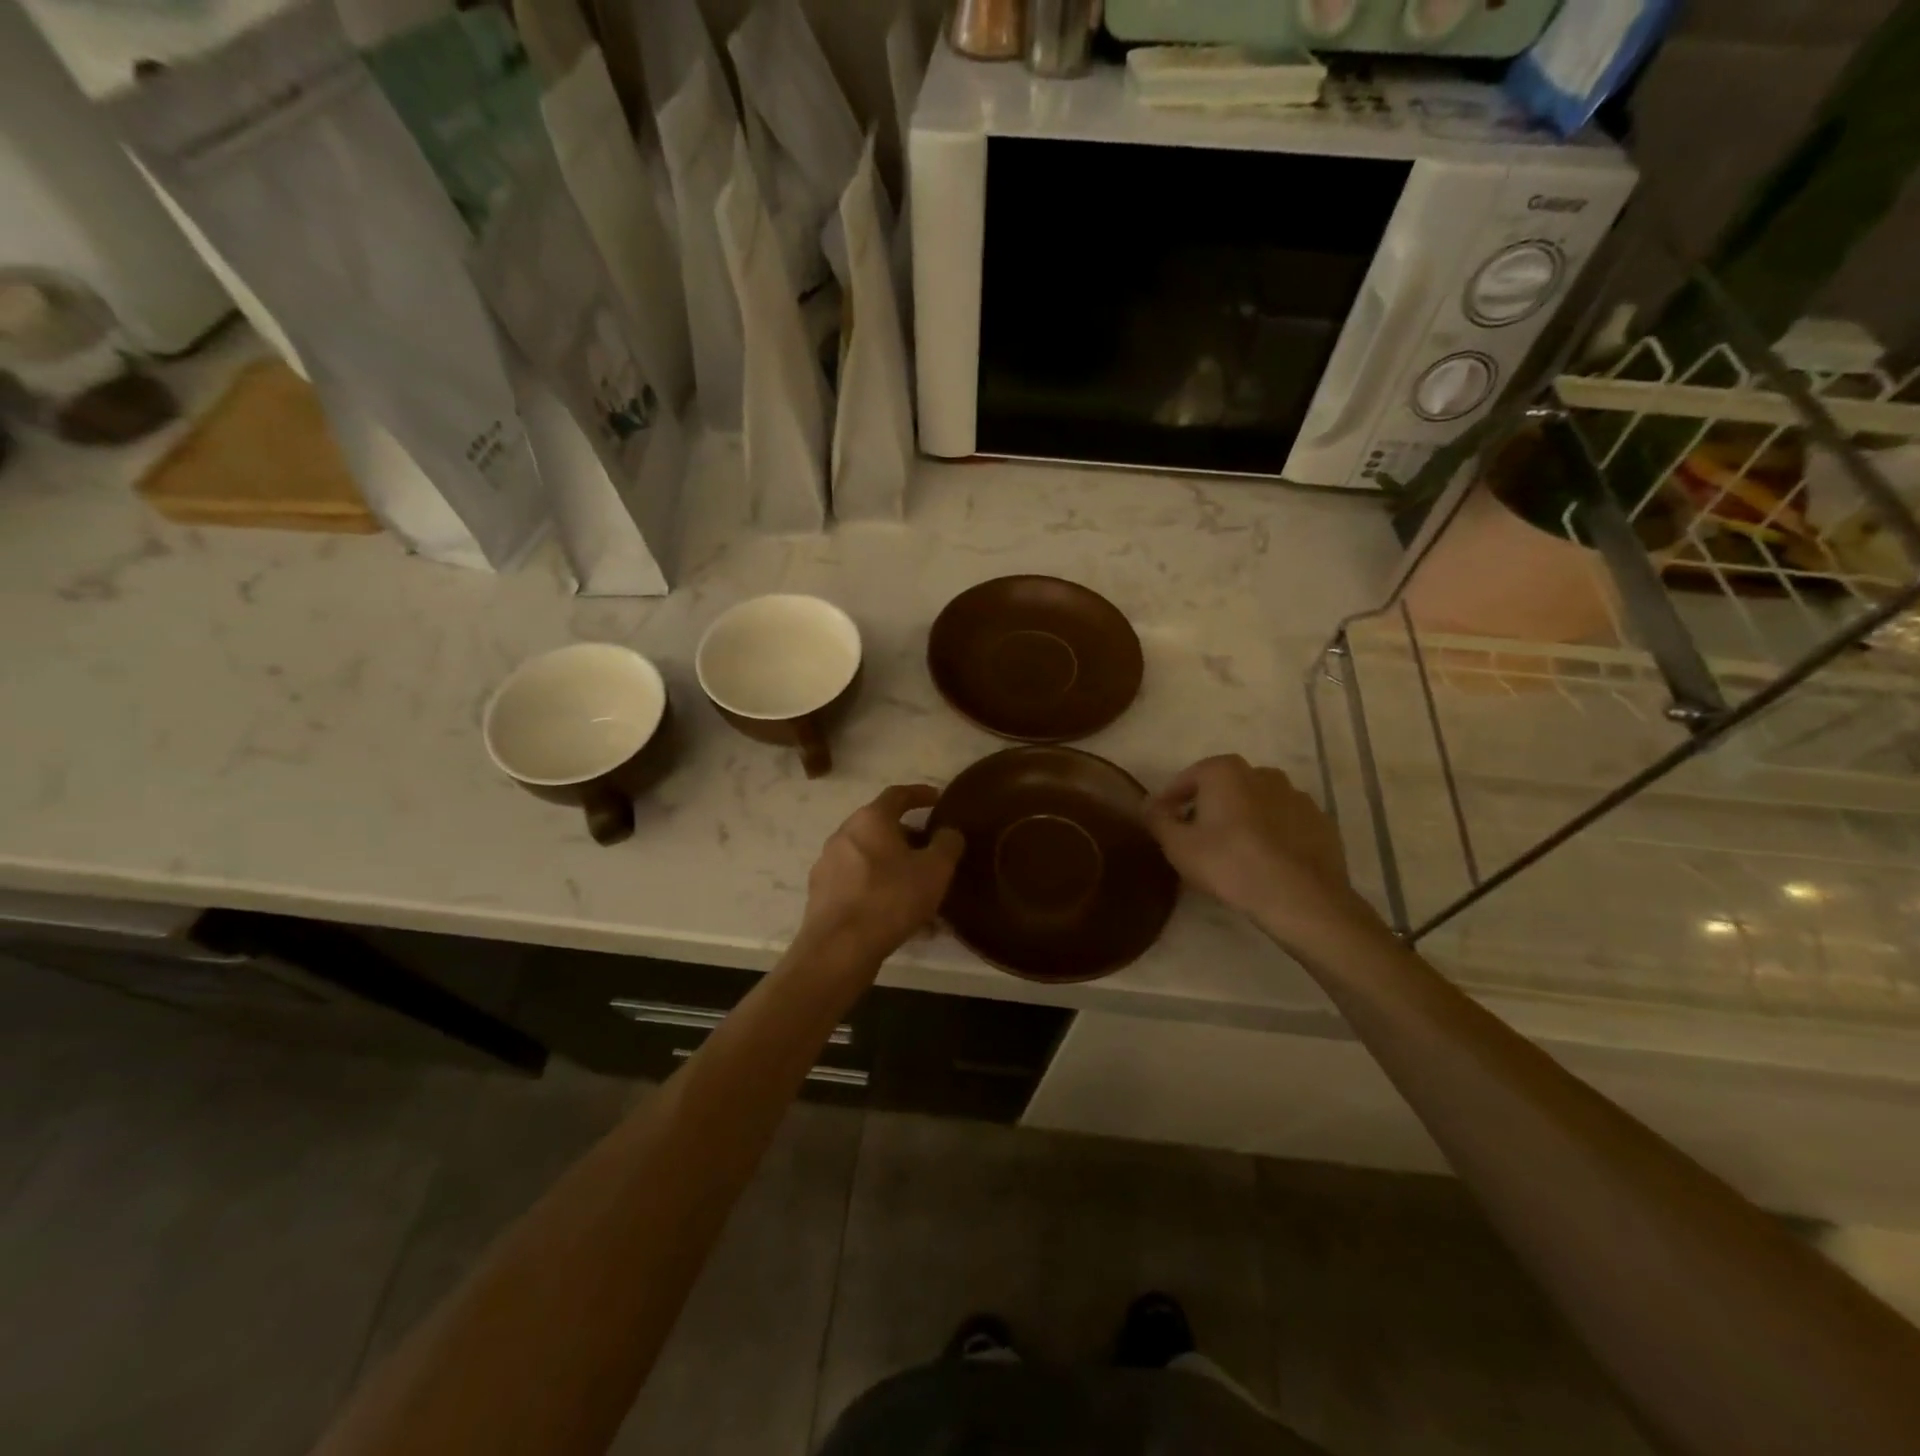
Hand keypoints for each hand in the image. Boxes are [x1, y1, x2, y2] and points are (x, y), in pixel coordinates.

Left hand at [799, 785, 964, 967]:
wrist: (839, 949)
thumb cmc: (890, 899)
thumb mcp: (935, 870)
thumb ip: (947, 843)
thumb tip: (948, 832)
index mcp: (870, 819)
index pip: (898, 794)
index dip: (921, 793)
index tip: (938, 799)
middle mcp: (844, 834)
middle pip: (882, 828)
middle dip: (909, 838)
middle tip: (932, 852)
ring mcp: (828, 865)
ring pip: (871, 859)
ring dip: (896, 869)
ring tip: (921, 892)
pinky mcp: (822, 895)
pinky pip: (859, 884)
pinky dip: (881, 891)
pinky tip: (901, 917)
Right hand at [1146, 755, 1379, 953]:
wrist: (1300, 898)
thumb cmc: (1229, 864)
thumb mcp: (1178, 846)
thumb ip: (1157, 819)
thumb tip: (1147, 804)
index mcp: (1225, 771)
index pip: (1187, 779)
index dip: (1170, 801)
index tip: (1163, 823)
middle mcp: (1262, 773)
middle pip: (1224, 788)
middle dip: (1208, 807)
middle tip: (1196, 839)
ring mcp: (1297, 796)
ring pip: (1257, 804)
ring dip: (1242, 820)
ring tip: (1232, 853)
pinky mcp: (1320, 822)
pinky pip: (1284, 823)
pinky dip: (1272, 834)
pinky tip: (1265, 861)